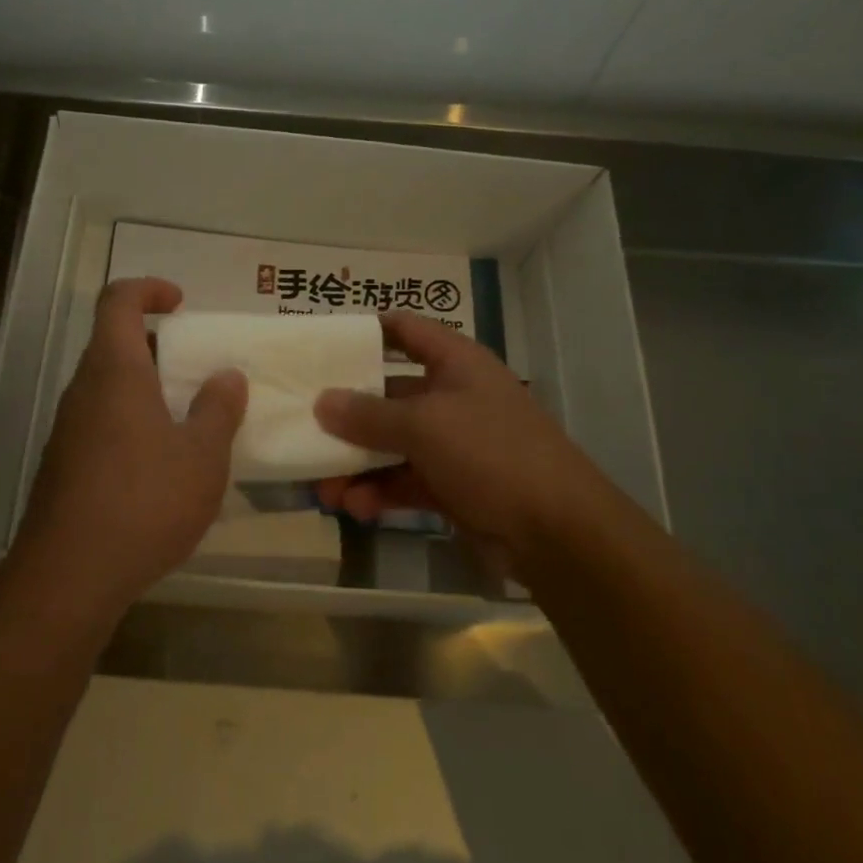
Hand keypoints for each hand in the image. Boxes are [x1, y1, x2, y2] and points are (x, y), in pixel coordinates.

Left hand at [13, 278, 247, 619]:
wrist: (70, 576)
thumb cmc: (145, 501)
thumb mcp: (202, 455)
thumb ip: (218, 409)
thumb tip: (227, 376)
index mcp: (115, 371)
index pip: (118, 301)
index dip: (148, 289)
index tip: (181, 304)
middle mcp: (83, 391)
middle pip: (113, 344)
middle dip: (157, 345)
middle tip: (197, 368)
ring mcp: (68, 429)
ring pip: (107, 387)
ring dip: (146, 388)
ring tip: (189, 419)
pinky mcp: (64, 466)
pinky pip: (101, 423)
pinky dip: (132, 423)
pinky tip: (161, 466)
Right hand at [314, 312, 650, 582]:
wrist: (557, 531)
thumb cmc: (492, 453)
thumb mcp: (425, 425)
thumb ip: (368, 414)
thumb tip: (320, 401)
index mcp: (456, 363)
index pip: (406, 330)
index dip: (367, 332)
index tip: (323, 344)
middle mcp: (453, 397)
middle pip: (388, 394)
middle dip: (347, 415)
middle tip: (304, 428)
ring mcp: (454, 444)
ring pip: (391, 445)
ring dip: (357, 465)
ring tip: (324, 488)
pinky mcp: (452, 486)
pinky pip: (404, 481)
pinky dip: (379, 493)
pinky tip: (356, 508)